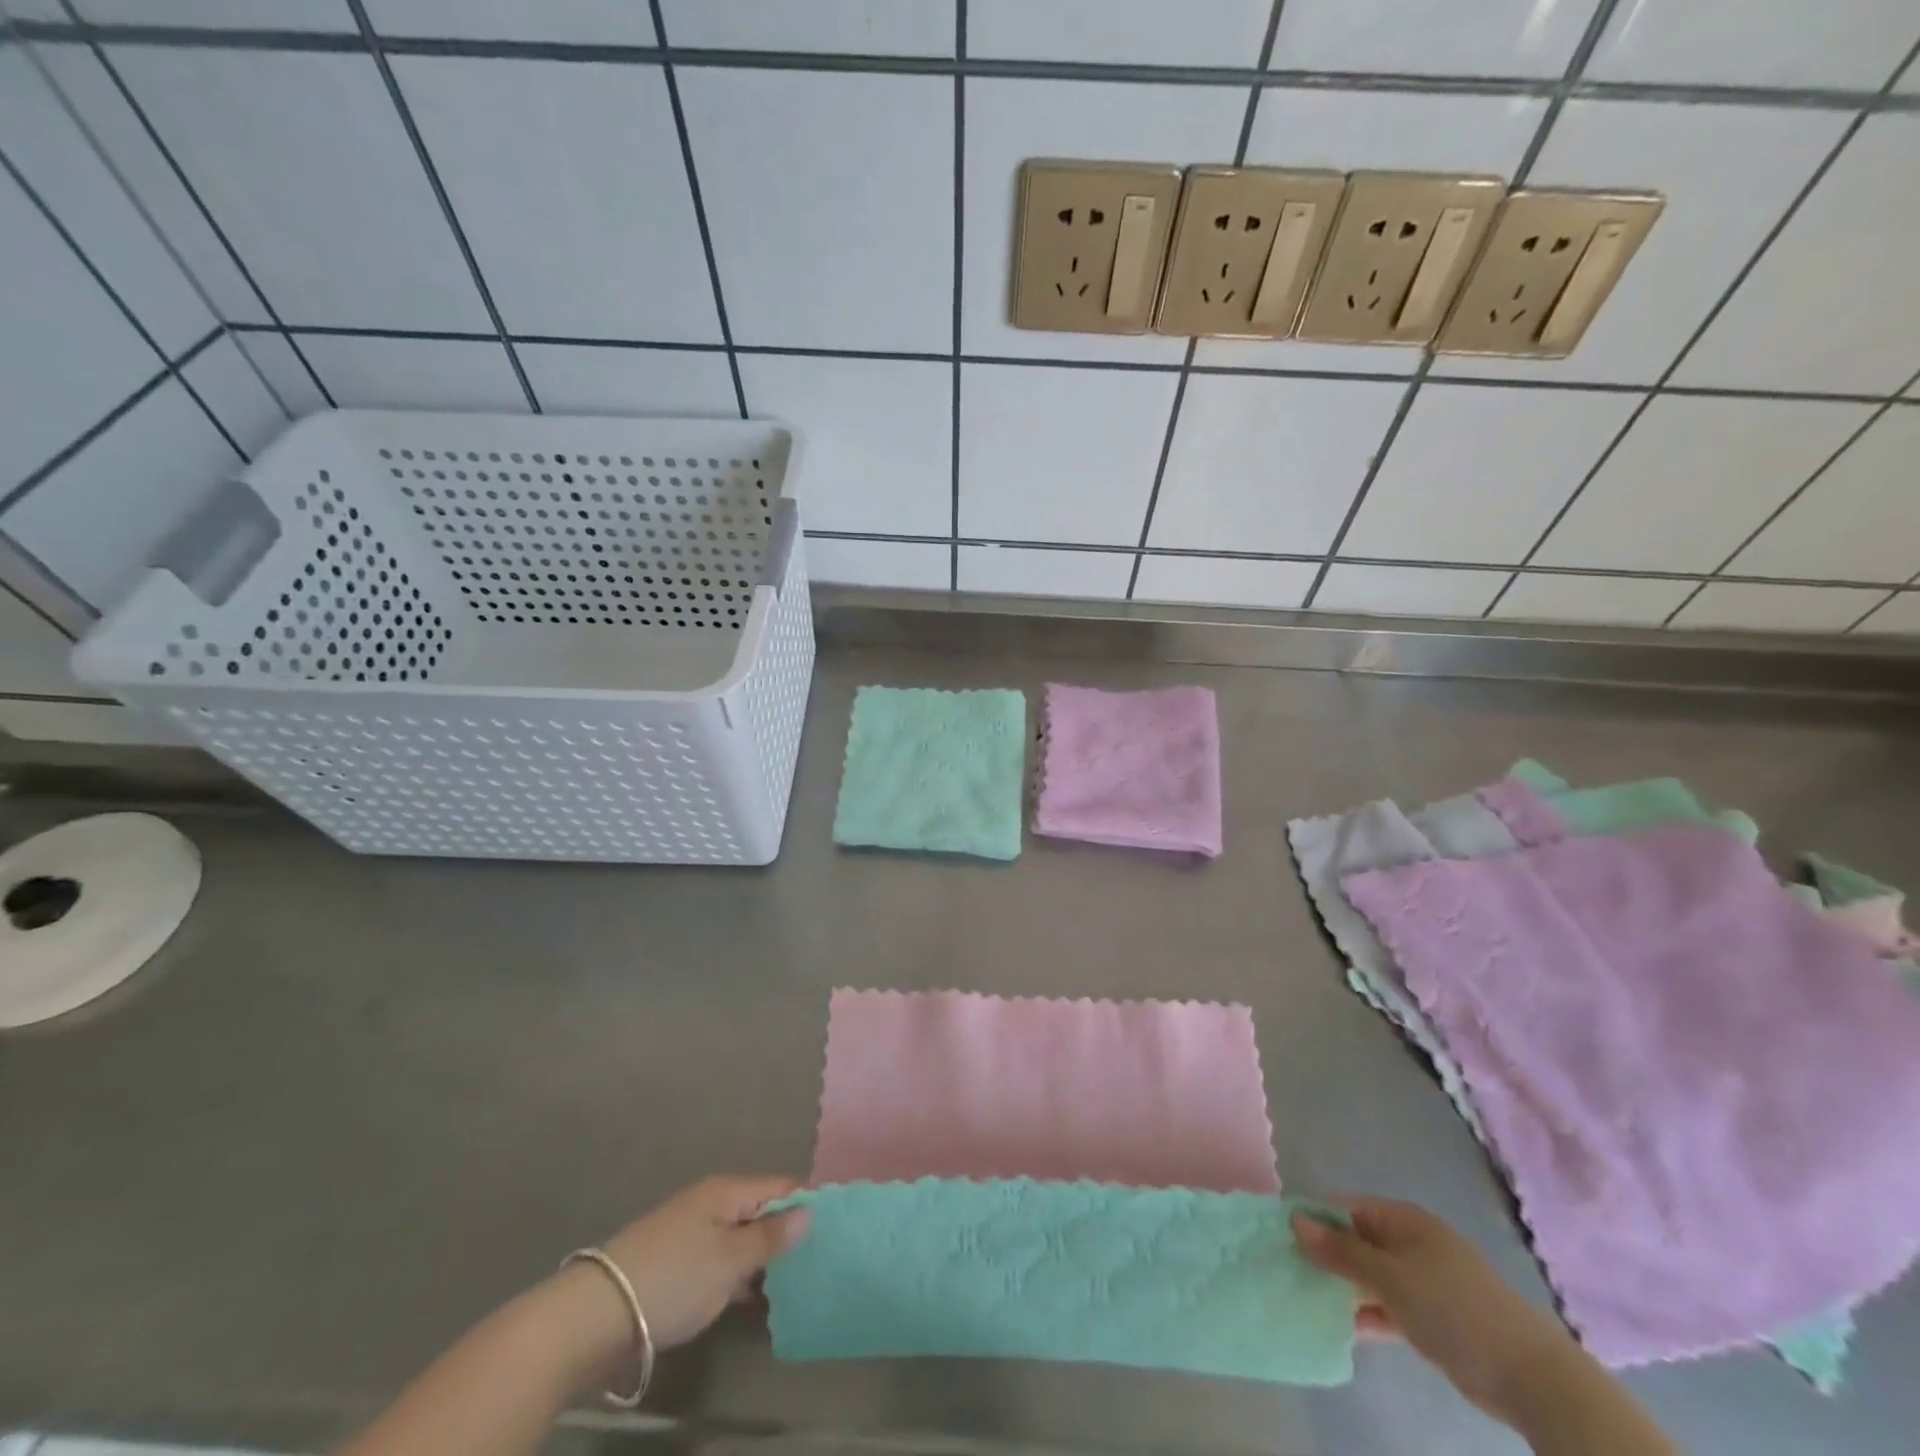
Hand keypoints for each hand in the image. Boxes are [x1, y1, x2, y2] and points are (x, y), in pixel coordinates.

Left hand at [601, 1176, 809, 1349]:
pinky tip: (754, 1302)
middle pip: (761, 1210)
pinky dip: (739, 1277)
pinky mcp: (675, 1264)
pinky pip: (720, 1261)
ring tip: (794, 1287)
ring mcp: (691, 1232)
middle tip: (819, 1263)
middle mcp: (711, 1202)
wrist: (596, 1314)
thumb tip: (808, 1211)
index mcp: (728, 1190)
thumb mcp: (731, 1259)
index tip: (836, 1227)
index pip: (781, 1185)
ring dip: (763, 1260)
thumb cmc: (674, 1278)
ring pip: (740, 1238)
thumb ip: (771, 1236)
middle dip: (788, 1234)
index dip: (809, 1202)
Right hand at [1293, 1198, 1576, 1422]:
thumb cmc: (1451, 1309)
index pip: (1347, 1208)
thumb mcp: (1388, 1277)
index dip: (1317, 1221)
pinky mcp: (1437, 1316)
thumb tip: (1295, 1220)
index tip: (1287, 1242)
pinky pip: (1392, 1304)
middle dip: (1329, 1256)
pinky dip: (1371, 1312)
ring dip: (1348, 1287)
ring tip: (1313, 1300)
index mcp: (1403, 1220)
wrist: (1530, 1375)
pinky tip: (1348, 1328)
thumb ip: (1340, 1251)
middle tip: (1295, 1273)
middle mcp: (1413, 1242)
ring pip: (1374, 1275)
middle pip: (1360, 1240)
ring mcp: (1427, 1280)